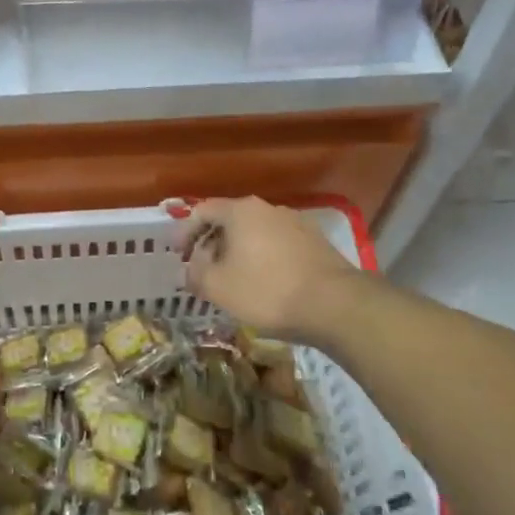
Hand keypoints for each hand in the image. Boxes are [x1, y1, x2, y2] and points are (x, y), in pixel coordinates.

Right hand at [178, 197, 363, 344]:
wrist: (336, 305)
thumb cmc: (268, 291)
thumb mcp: (218, 287)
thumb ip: (195, 274)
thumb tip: (190, 268)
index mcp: (241, 211)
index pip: (202, 211)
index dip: (185, 232)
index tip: (178, 255)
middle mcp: (268, 209)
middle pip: (230, 220)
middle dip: (212, 244)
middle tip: (203, 269)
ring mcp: (296, 223)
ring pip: (255, 233)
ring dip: (238, 252)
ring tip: (233, 279)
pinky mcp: (315, 242)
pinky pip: (277, 245)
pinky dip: (263, 258)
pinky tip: (264, 283)